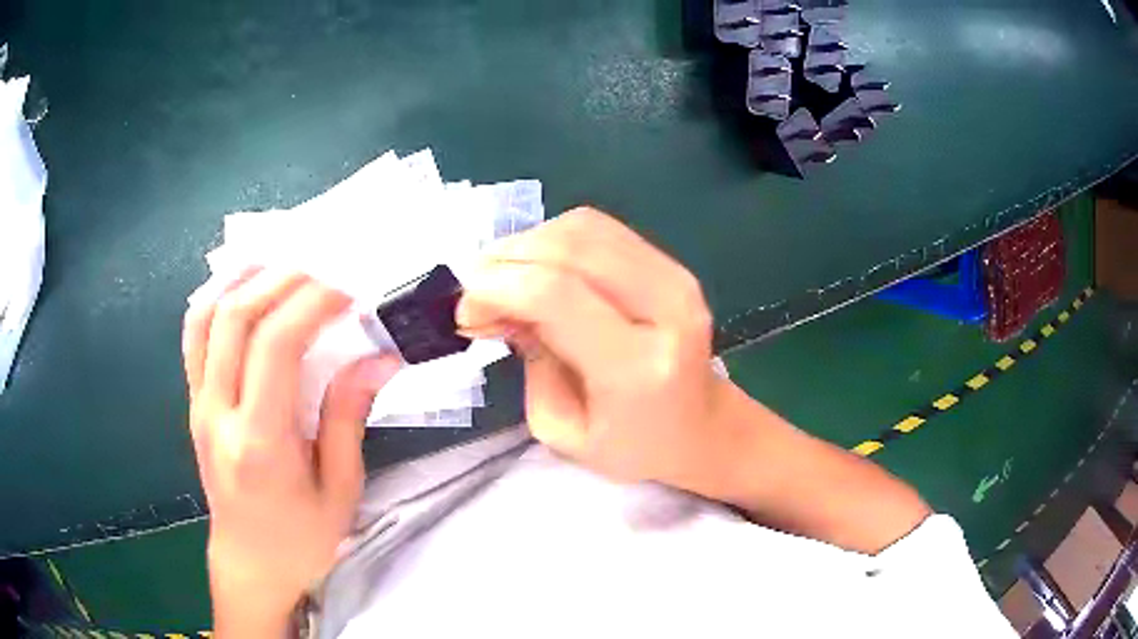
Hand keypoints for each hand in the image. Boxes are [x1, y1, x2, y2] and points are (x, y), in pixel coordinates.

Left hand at [182, 272, 398, 635]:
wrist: (251, 563)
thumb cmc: (301, 539)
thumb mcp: (339, 490)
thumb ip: (349, 418)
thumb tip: (378, 358)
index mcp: (260, 442)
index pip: (275, 346)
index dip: (311, 303)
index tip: (347, 292)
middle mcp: (218, 413)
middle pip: (235, 317)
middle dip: (281, 279)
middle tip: (322, 270)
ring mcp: (199, 405)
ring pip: (205, 317)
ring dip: (241, 279)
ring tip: (279, 264)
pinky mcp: (194, 404)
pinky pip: (194, 336)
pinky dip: (216, 300)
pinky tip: (243, 290)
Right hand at [457, 208, 733, 489]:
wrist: (702, 429)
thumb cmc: (631, 447)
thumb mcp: (561, 428)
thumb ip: (528, 358)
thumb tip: (496, 302)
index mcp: (637, 366)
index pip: (556, 293)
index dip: (497, 286)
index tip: (466, 308)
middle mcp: (665, 308)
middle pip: (568, 247)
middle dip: (505, 259)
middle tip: (476, 292)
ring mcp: (676, 278)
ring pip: (582, 228)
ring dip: (527, 244)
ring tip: (502, 279)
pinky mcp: (673, 265)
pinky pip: (600, 230)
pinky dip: (554, 239)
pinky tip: (537, 268)